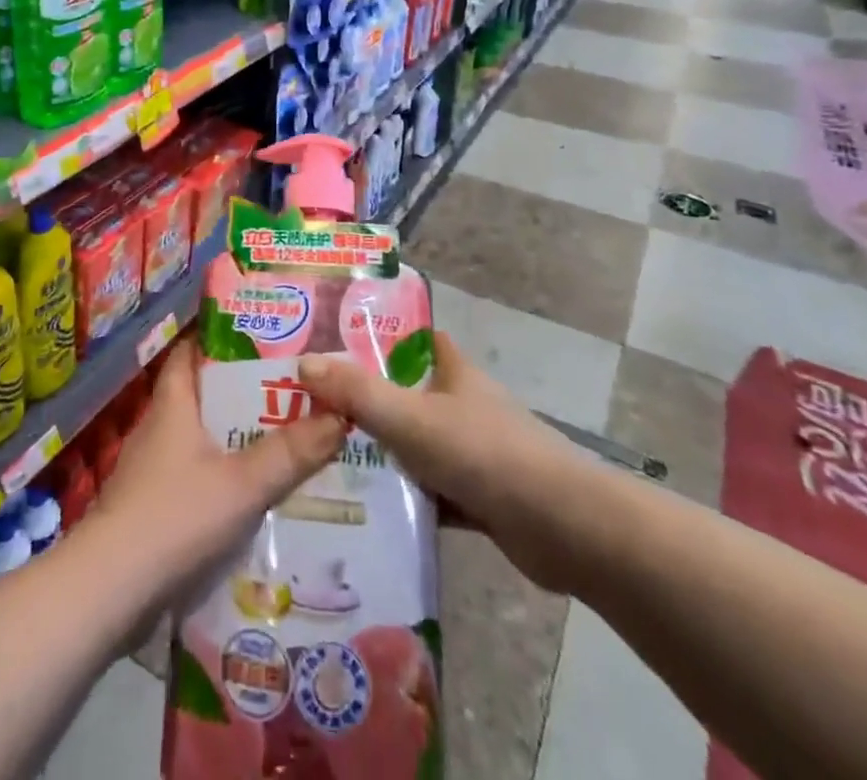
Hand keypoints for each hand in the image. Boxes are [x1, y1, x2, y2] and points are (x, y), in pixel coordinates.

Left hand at [90, 344, 345, 612]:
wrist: (111, 588)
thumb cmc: (175, 516)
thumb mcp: (242, 483)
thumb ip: (290, 453)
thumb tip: (339, 415)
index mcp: (173, 403)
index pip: (191, 351)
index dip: (220, 338)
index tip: (260, 336)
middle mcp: (159, 426)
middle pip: (201, 394)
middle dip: (241, 391)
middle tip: (290, 390)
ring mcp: (152, 467)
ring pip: (200, 437)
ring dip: (234, 436)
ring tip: (283, 438)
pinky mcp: (152, 505)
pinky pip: (194, 475)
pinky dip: (222, 474)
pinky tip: (253, 492)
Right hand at [297, 332, 606, 593]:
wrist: (563, 528)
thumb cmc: (483, 453)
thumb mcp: (410, 418)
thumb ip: (357, 393)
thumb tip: (303, 364)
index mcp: (455, 373)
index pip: (419, 341)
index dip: (385, 338)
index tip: (341, 345)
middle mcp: (466, 406)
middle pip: (412, 394)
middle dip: (372, 401)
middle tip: (320, 409)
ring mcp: (477, 453)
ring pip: (421, 446)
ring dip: (387, 454)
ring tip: (330, 458)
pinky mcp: (483, 499)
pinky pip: (433, 493)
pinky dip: (408, 499)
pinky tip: (370, 511)